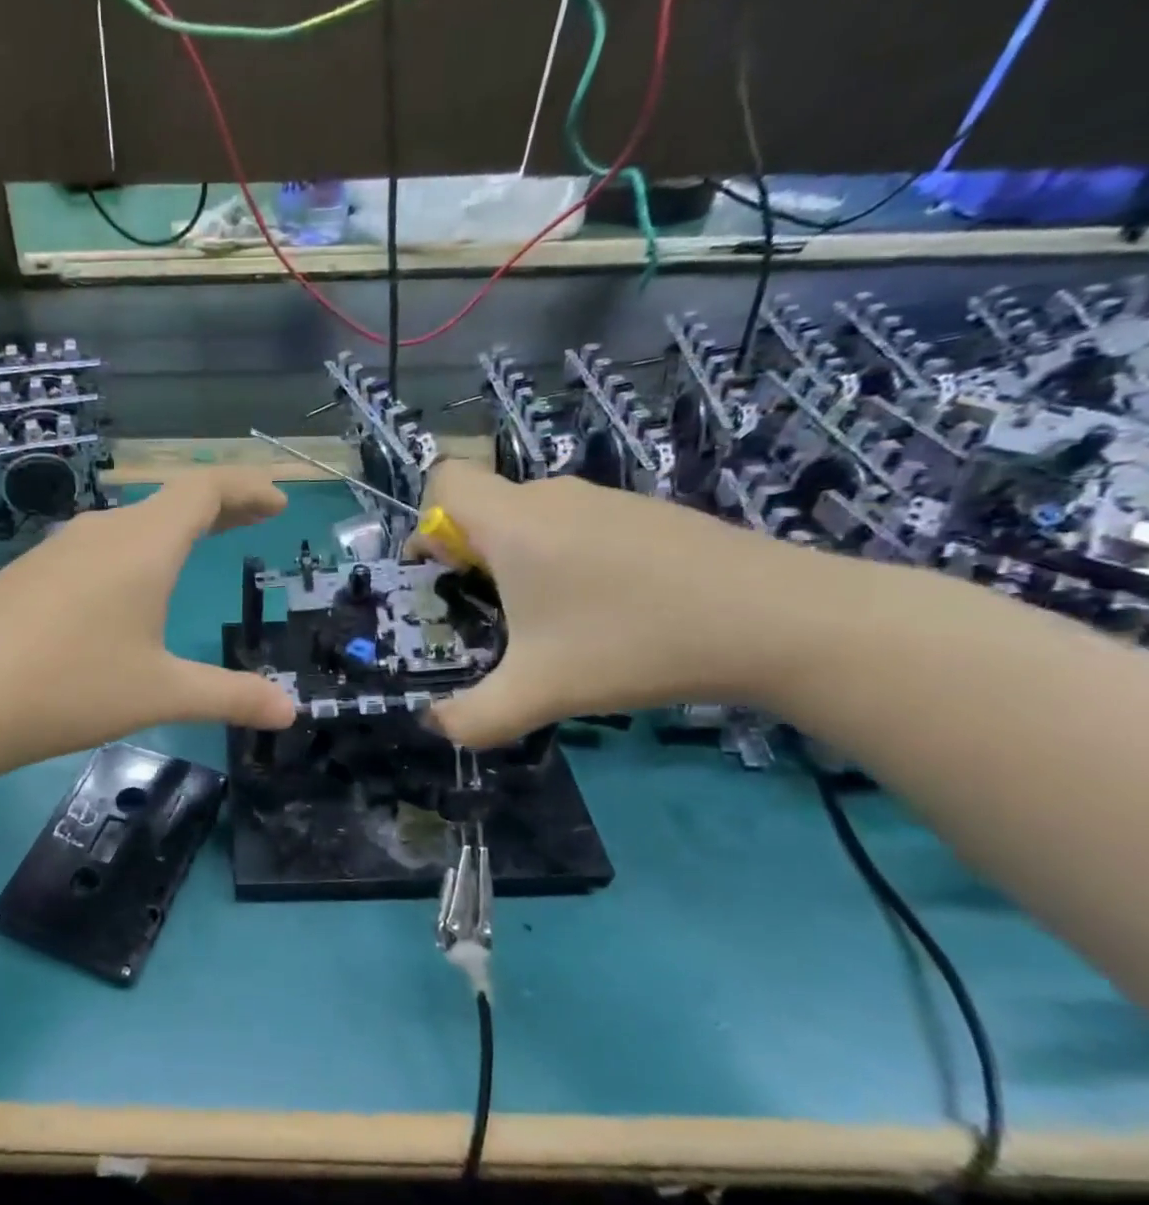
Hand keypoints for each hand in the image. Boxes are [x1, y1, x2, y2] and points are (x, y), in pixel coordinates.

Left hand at [0, 470, 298, 776]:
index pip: (205, 490)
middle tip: (253, 519)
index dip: (246, 488)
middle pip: (168, 502)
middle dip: (218, 507)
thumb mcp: (160, 694)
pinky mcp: (26, 575)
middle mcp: (100, 533)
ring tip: (194, 549)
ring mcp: (56, 551)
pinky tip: (122, 589)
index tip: (279, 502)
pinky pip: (94, 550)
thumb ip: (230, 696)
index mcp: (142, 546)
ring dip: (170, 531)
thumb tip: (291, 711)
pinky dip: (131, 553)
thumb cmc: (70, 688)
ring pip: (128, 525)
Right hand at [409, 461, 812, 745]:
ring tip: (549, 625)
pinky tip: (606, 613)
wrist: (779, 620)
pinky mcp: (647, 516)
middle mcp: (553, 498)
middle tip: (487, 618)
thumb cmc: (633, 643)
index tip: (442, 576)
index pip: (444, 479)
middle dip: (467, 557)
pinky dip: (567, 562)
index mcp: (513, 522)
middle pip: (484, 506)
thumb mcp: (537, 694)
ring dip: (519, 564)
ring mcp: (607, 501)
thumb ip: (471, 718)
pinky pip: (577, 528)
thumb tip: (435, 726)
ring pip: (532, 519)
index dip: (426, 522)